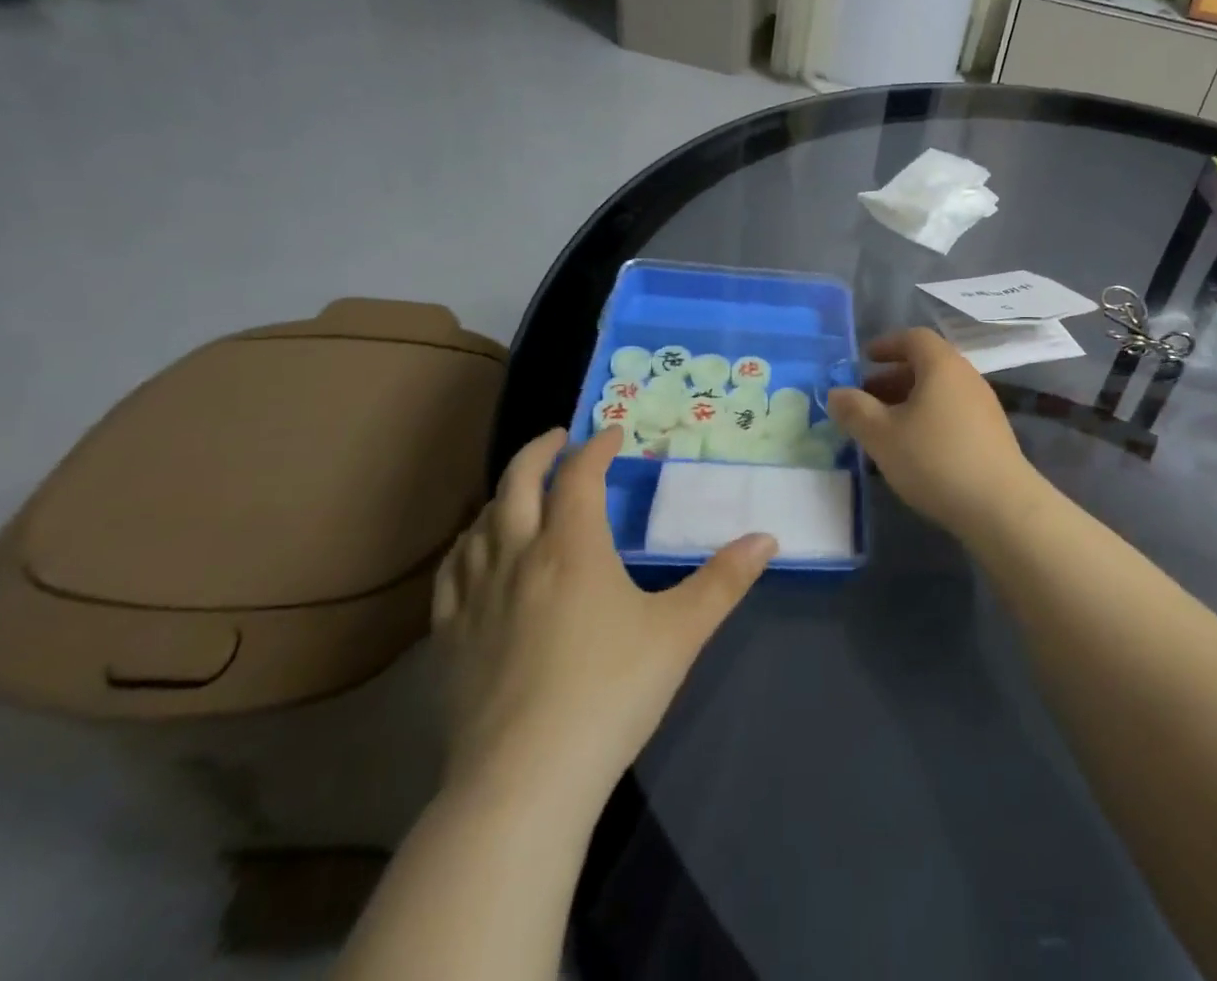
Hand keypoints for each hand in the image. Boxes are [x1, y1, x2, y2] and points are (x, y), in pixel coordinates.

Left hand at [432, 426, 776, 804]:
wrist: (523, 782)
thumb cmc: (609, 693)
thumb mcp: (681, 632)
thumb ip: (725, 580)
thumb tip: (768, 538)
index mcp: (572, 547)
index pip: (580, 475)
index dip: (597, 447)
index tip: (614, 433)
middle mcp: (518, 556)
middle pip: (518, 482)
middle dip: (540, 451)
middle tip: (559, 437)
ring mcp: (475, 597)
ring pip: (480, 521)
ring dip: (503, 493)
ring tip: (521, 490)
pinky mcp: (448, 638)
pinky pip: (452, 570)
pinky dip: (468, 543)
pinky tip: (475, 552)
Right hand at [827, 328, 1040, 541]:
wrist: (1000, 506)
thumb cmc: (935, 459)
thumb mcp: (882, 435)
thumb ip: (854, 410)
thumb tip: (835, 393)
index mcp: (941, 365)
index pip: (913, 338)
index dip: (886, 344)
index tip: (864, 359)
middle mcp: (966, 376)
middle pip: (927, 364)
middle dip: (892, 377)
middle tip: (865, 398)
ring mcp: (983, 405)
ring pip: (939, 391)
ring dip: (909, 400)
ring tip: (884, 427)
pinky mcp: (991, 433)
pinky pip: (952, 411)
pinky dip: (928, 418)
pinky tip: (914, 449)